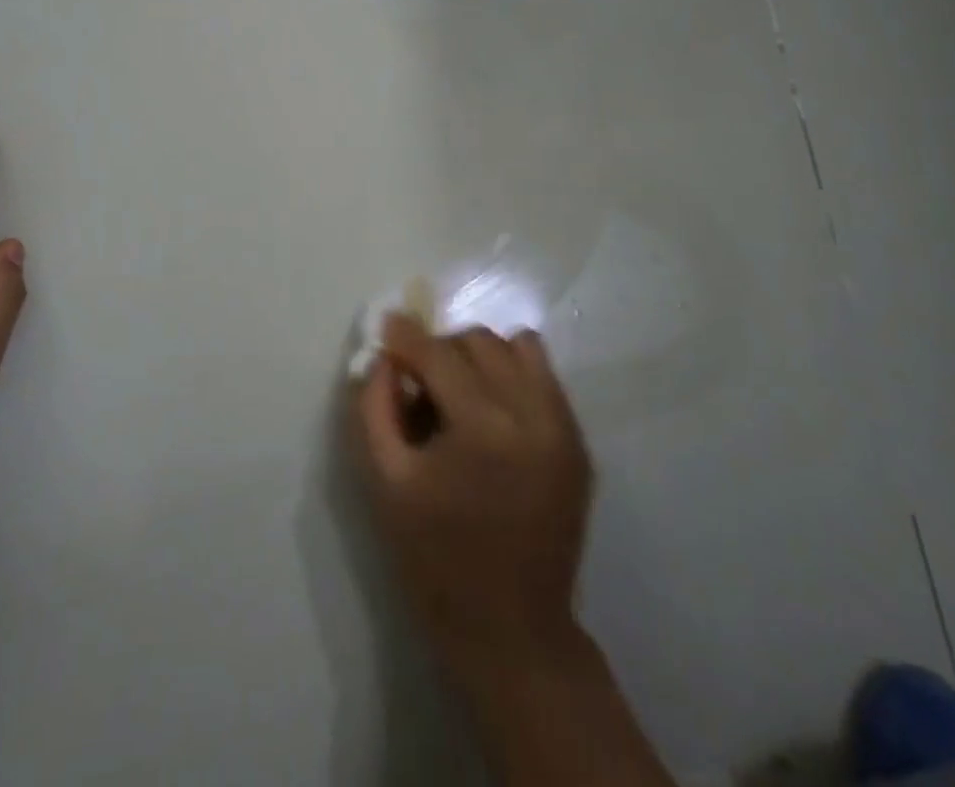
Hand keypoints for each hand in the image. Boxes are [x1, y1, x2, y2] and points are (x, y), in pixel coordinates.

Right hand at [356, 315, 592, 678]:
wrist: (512, 631)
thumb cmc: (436, 559)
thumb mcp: (386, 483)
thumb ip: (374, 408)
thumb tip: (383, 356)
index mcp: (483, 429)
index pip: (439, 354)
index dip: (407, 335)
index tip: (387, 324)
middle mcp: (533, 414)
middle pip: (480, 342)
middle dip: (441, 349)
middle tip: (420, 380)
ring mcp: (564, 427)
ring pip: (518, 348)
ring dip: (481, 355)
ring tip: (460, 391)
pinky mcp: (580, 442)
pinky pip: (543, 377)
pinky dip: (512, 375)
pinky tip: (492, 412)